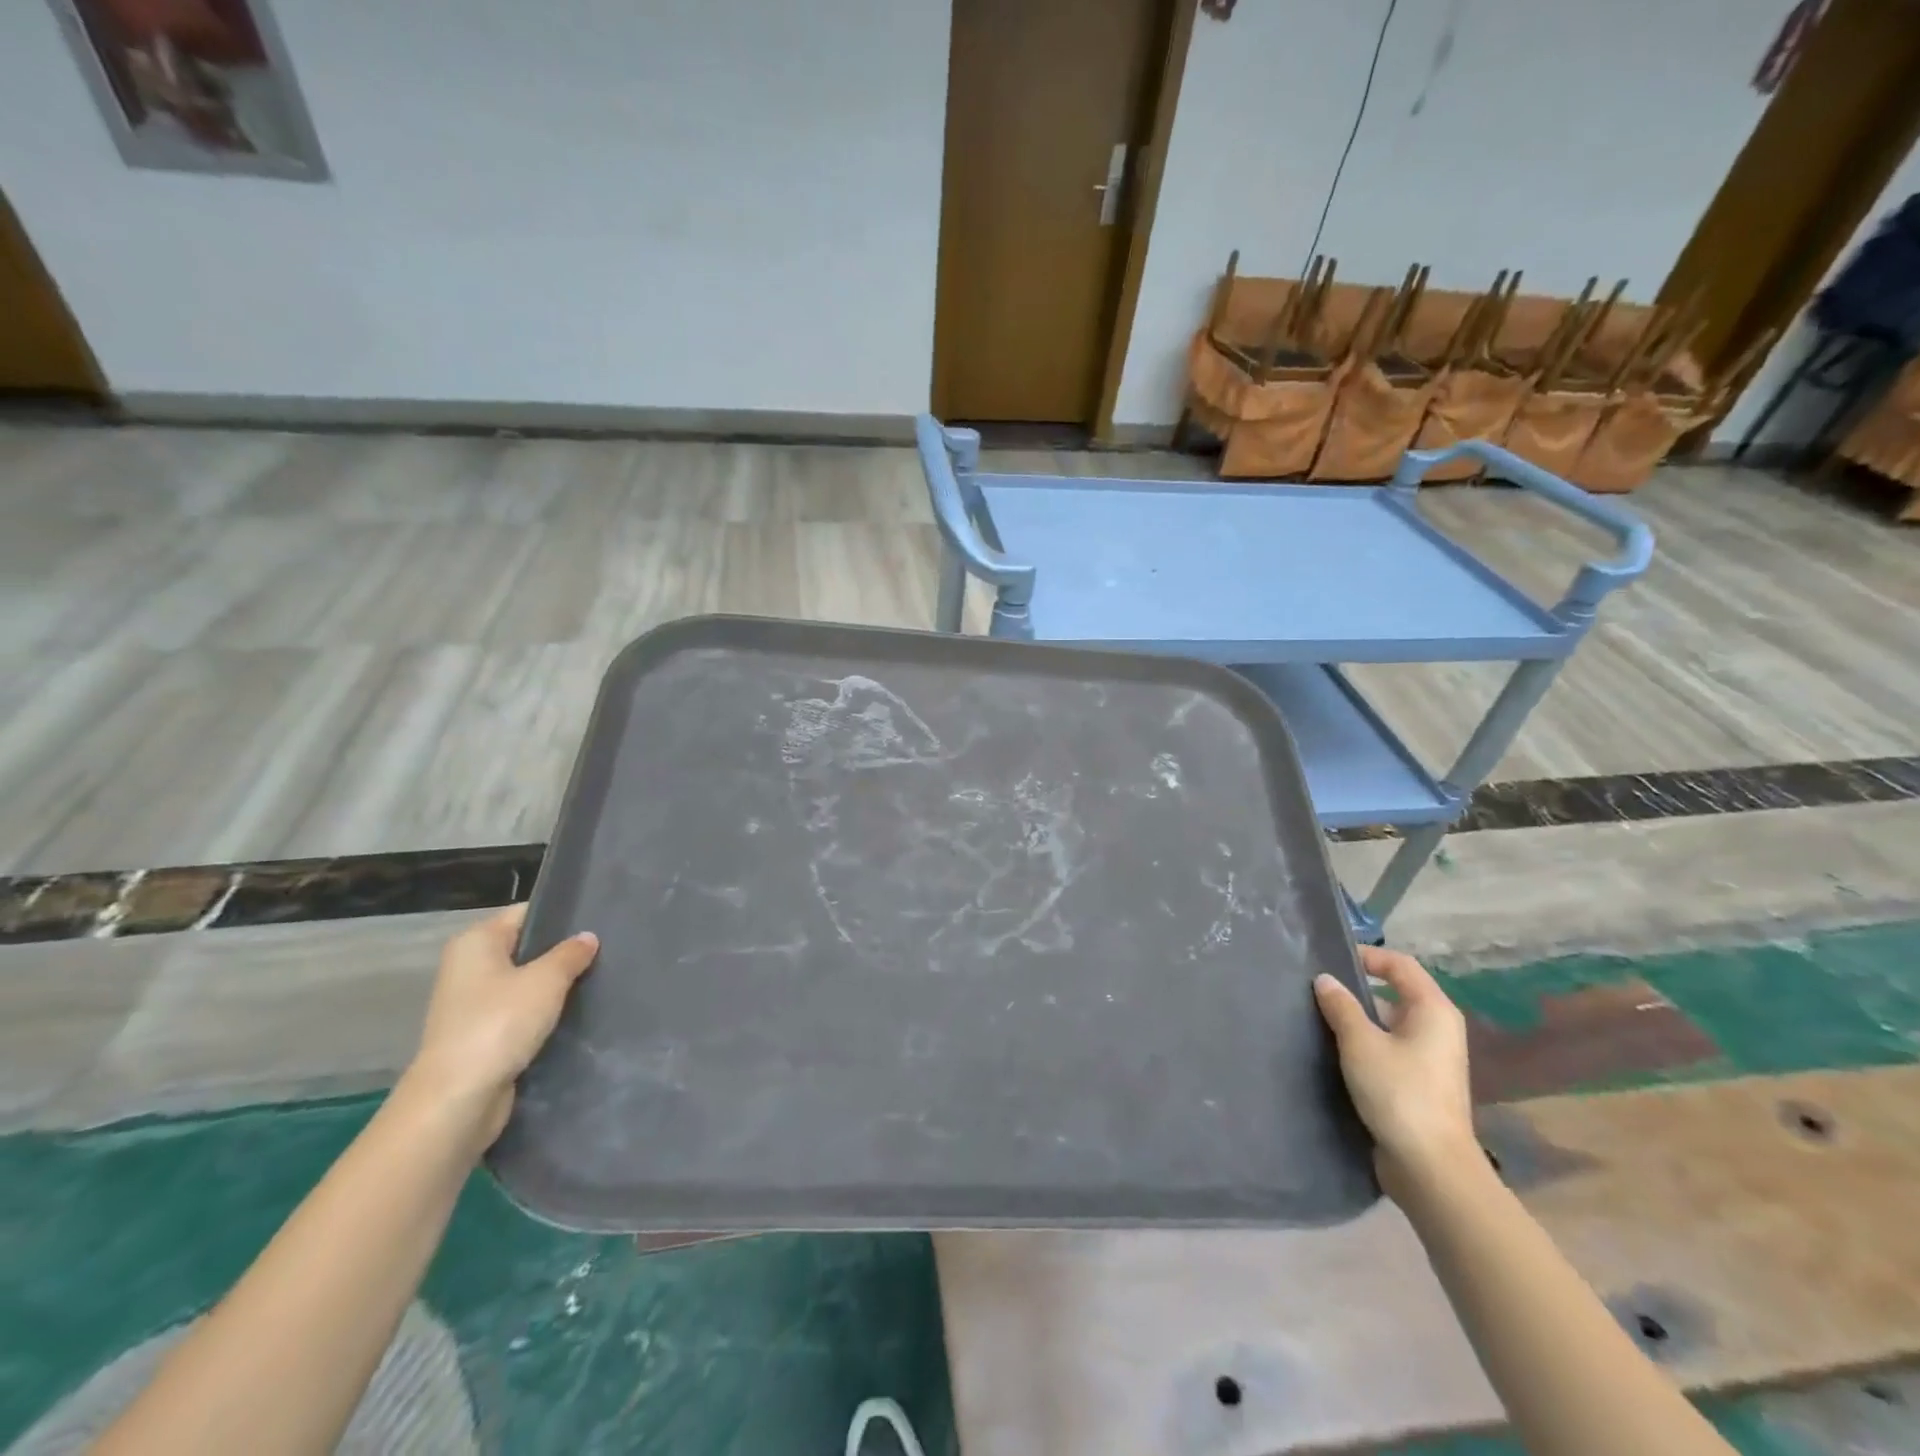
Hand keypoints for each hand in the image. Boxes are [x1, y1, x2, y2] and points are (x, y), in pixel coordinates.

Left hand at [402, 904, 598, 1149]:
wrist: (457, 1099)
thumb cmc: (499, 1024)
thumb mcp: (546, 980)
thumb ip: (571, 954)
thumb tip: (588, 937)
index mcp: (476, 942)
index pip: (526, 913)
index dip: (561, 915)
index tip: (599, 920)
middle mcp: (469, 967)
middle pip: (526, 947)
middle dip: (562, 952)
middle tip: (607, 950)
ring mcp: (472, 1004)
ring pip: (525, 983)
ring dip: (554, 986)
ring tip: (598, 980)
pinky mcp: (481, 1035)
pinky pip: (520, 1013)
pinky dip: (543, 1014)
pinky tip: (575, 1014)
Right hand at [1314, 946, 1477, 1199]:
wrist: (1430, 1168)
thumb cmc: (1399, 1093)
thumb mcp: (1361, 1043)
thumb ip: (1341, 1006)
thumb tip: (1325, 980)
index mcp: (1433, 1011)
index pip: (1400, 965)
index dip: (1367, 955)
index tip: (1330, 960)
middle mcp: (1437, 1029)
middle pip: (1395, 993)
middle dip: (1356, 988)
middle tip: (1316, 988)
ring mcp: (1430, 1059)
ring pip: (1388, 1023)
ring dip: (1357, 1019)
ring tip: (1317, 1018)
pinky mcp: (1418, 1083)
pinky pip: (1388, 1048)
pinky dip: (1363, 1044)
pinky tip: (1334, 1052)